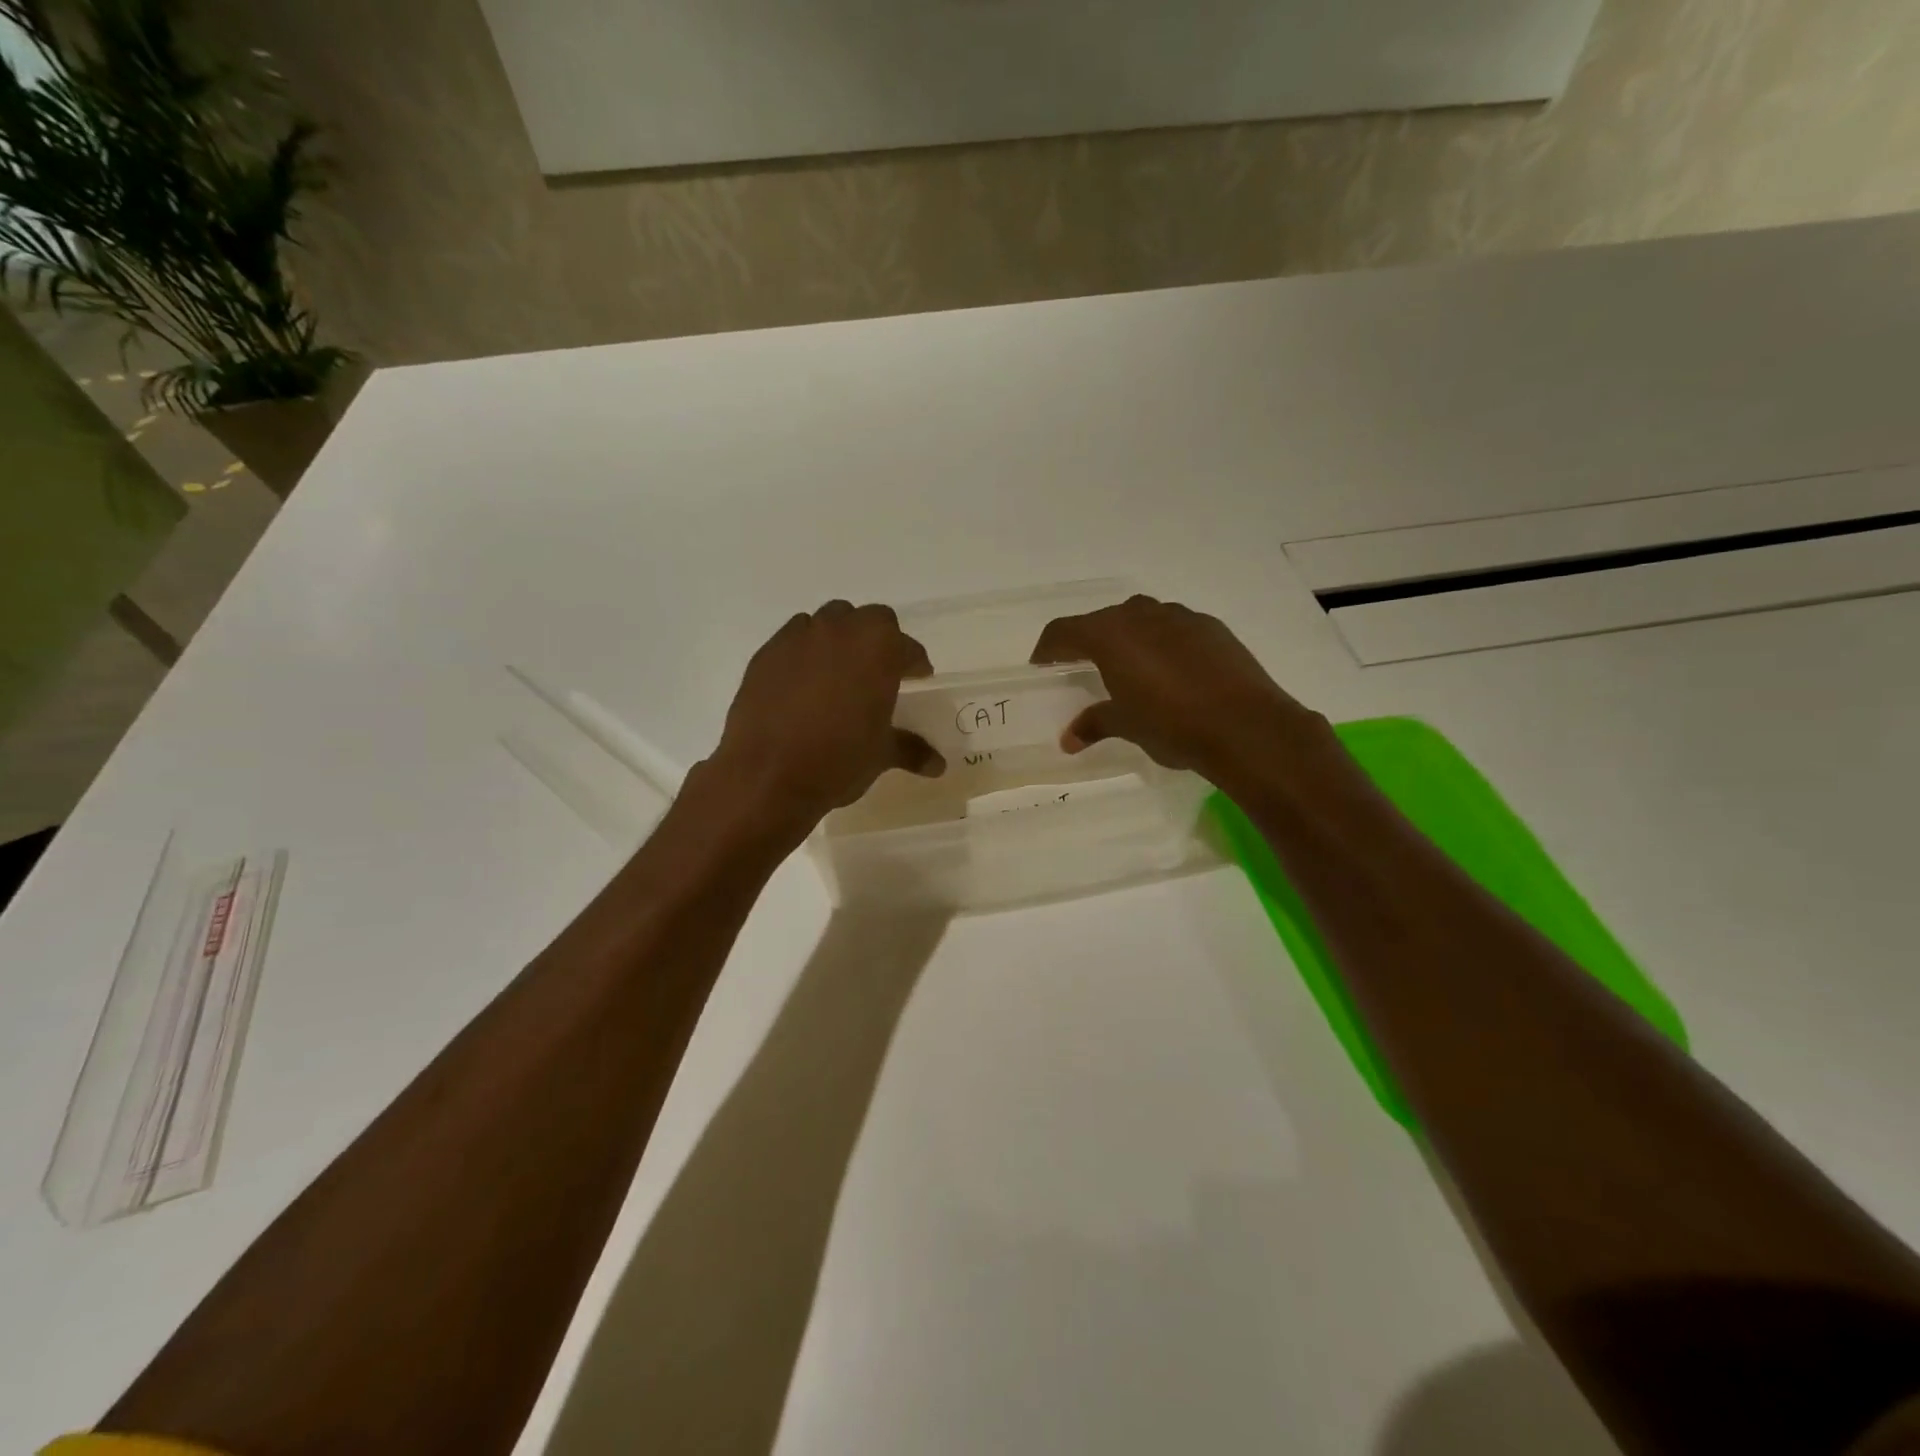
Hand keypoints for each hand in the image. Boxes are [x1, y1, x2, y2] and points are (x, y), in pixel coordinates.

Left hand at [708, 601, 942, 838]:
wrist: (766, 776)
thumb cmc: (838, 760)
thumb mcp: (881, 755)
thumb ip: (911, 750)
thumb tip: (938, 766)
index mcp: (878, 648)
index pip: (907, 647)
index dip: (915, 663)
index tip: (917, 678)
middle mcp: (839, 630)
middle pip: (868, 620)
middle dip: (878, 640)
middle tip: (879, 671)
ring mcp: (798, 638)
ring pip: (827, 622)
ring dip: (839, 639)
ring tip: (839, 673)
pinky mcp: (766, 654)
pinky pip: (793, 641)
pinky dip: (805, 654)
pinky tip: (803, 685)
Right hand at [1030, 595, 1326, 789]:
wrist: (1246, 726)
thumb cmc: (1173, 725)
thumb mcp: (1127, 726)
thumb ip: (1095, 723)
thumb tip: (1069, 738)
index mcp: (1110, 635)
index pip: (1064, 631)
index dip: (1047, 648)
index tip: (1041, 665)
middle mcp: (1141, 615)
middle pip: (1102, 620)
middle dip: (1088, 641)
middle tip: (1082, 667)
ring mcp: (1180, 617)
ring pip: (1141, 619)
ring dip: (1128, 638)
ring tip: (1128, 668)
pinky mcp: (1211, 628)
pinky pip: (1173, 628)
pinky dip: (1161, 643)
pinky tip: (1171, 671)